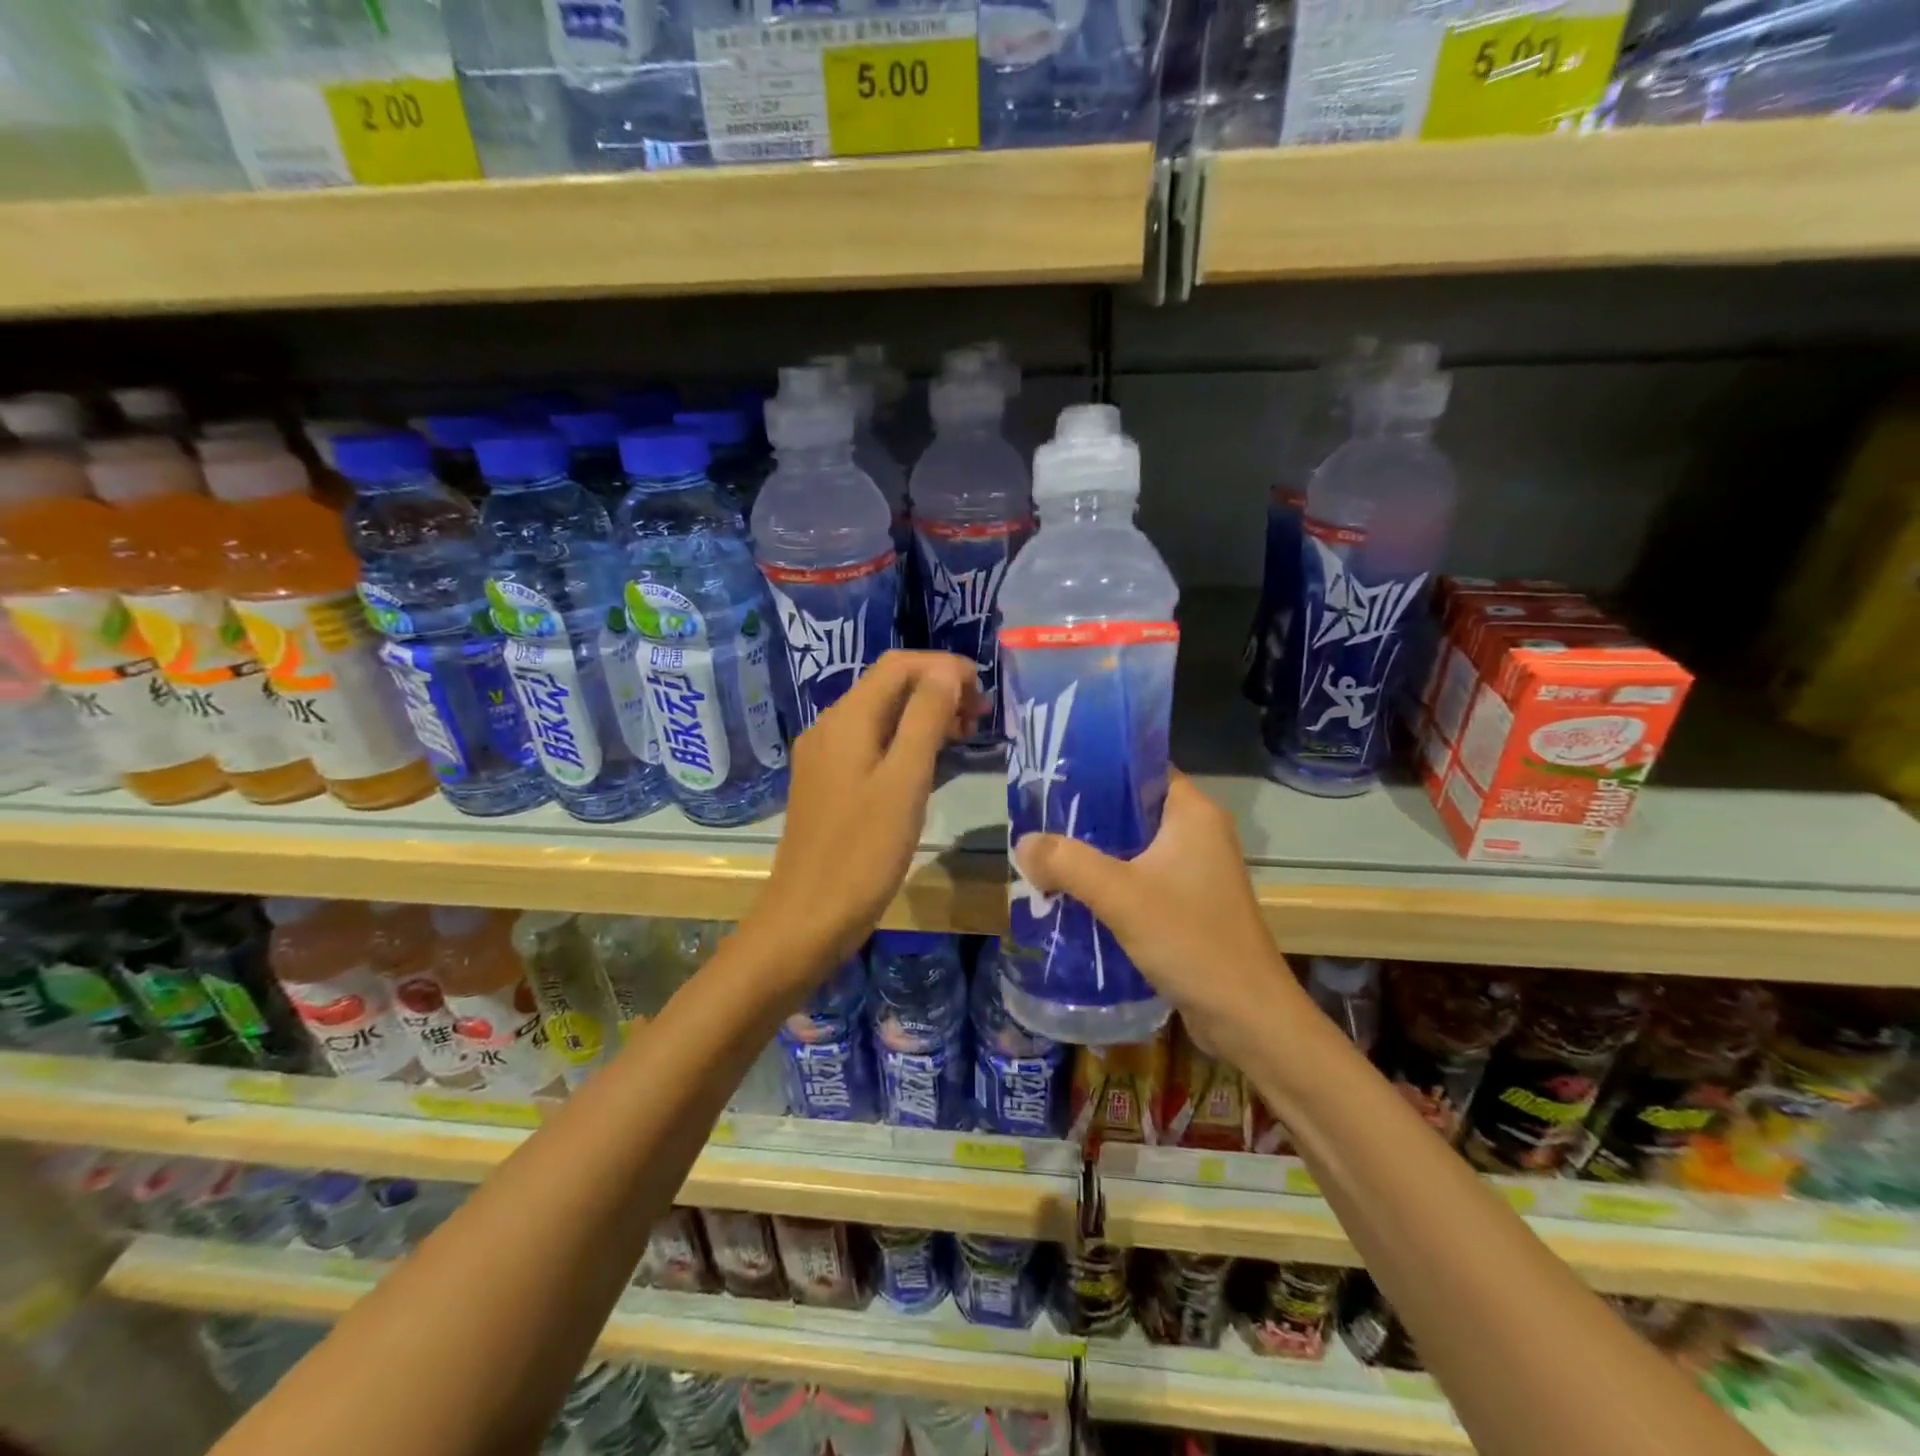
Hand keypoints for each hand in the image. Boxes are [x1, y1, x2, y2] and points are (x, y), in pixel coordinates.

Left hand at [753, 651, 985, 973]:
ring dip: (925, 717)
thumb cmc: (863, 852)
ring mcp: (825, 757)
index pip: (899, 665)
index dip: (945, 667)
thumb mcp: (905, 781)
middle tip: (982, 718)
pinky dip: (905, 743)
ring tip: (966, 738)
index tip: (984, 693)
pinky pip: (871, 745)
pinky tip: (931, 766)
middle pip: (889, 687)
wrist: (808, 917)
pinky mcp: (828, 784)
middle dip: (938, 690)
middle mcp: (830, 727)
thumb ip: (925, 719)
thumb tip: (946, 672)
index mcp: (847, 719)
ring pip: (881, 717)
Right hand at [1013, 769, 1305, 1056]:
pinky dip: (1109, 881)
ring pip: (1134, 846)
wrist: (1246, 1016)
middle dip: (1086, 815)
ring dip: (1094, 852)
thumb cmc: (1190, 940)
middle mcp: (1198, 833)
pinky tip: (1072, 892)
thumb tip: (1022, 844)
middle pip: (1132, 808)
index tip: (1053, 775)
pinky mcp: (1189, 903)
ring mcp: (1196, 870)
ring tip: (1045, 852)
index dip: (1098, 767)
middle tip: (1038, 817)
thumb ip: (1067, 862)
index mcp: (1193, 813)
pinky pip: (1140, 877)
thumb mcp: (1120, 895)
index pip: (1142, 768)